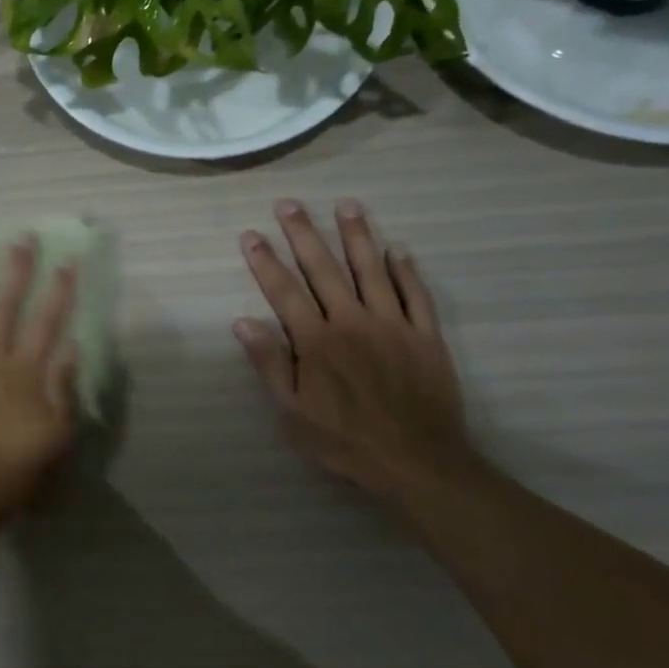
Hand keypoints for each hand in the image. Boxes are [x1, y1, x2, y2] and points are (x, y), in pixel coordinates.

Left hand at [0, 239, 77, 537]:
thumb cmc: (12, 472)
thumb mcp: (56, 439)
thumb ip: (63, 390)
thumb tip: (71, 346)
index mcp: (25, 374)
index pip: (47, 321)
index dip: (59, 290)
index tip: (68, 261)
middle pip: (6, 307)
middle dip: (17, 269)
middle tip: (22, 237)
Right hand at [235, 200, 472, 501]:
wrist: (419, 463)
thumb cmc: (347, 441)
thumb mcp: (294, 413)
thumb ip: (270, 364)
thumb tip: (243, 322)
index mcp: (317, 341)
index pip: (284, 291)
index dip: (265, 261)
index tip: (251, 235)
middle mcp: (352, 322)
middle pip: (324, 269)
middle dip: (304, 234)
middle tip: (290, 203)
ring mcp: (393, 325)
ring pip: (371, 270)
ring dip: (357, 236)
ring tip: (347, 205)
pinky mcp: (425, 336)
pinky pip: (415, 294)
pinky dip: (405, 270)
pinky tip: (398, 250)